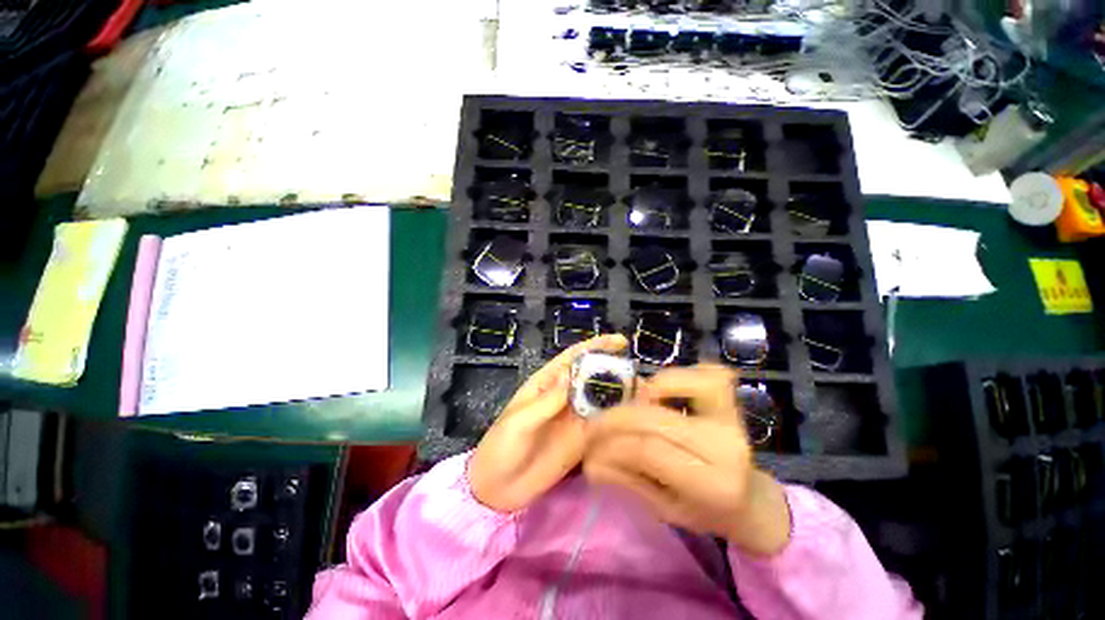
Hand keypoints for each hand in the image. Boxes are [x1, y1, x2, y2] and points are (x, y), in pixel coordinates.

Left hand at [468, 334, 628, 512]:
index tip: (620, 341)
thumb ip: (547, 401)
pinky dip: (618, 418)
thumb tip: (572, 374)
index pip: (573, 358)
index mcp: (547, 383)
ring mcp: (575, 418)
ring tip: (644, 390)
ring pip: (602, 399)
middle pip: (592, 376)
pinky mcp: (582, 440)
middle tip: (637, 370)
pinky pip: (603, 425)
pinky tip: (635, 416)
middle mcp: (565, 396)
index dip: (595, 346)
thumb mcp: (519, 420)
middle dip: (613, 368)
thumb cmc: (501, 446)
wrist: (497, 489)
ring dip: (621, 393)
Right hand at [582, 364, 790, 556]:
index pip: (648, 450)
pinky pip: (699, 372)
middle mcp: (726, 444)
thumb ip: (627, 479)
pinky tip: (660, 394)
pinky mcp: (730, 396)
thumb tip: (590, 458)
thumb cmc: (704, 510)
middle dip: (614, 418)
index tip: (589, 450)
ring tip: (630, 410)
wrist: (749, 500)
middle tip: (593, 427)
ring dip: (641, 394)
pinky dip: (670, 378)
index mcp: (712, 484)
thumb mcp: (663, 508)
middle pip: (654, 417)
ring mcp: (731, 415)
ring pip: (673, 385)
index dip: (611, 445)